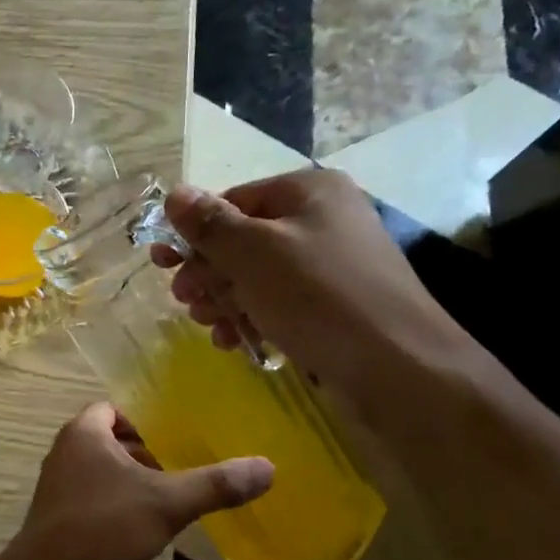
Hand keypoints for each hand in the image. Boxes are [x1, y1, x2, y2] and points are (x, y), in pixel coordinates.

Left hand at [3, 402, 271, 559]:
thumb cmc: (104, 527)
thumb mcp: (167, 503)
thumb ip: (215, 484)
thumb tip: (268, 467)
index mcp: (84, 433)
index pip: (113, 409)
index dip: (142, 422)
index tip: (170, 442)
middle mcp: (63, 451)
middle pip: (107, 440)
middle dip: (139, 454)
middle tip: (172, 473)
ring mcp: (54, 485)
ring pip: (97, 471)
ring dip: (125, 482)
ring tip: (159, 503)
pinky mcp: (53, 517)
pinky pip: (87, 498)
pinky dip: (110, 505)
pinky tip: (133, 532)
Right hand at [154, 169, 476, 405]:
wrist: (397, 367)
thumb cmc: (317, 296)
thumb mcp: (252, 253)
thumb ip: (209, 223)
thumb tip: (175, 194)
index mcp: (308, 191)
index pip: (232, 201)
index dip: (193, 233)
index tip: (161, 264)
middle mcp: (322, 220)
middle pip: (243, 240)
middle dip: (208, 272)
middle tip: (186, 301)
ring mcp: (331, 265)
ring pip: (258, 276)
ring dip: (225, 300)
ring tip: (210, 325)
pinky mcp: (334, 305)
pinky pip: (280, 302)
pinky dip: (253, 318)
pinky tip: (235, 341)